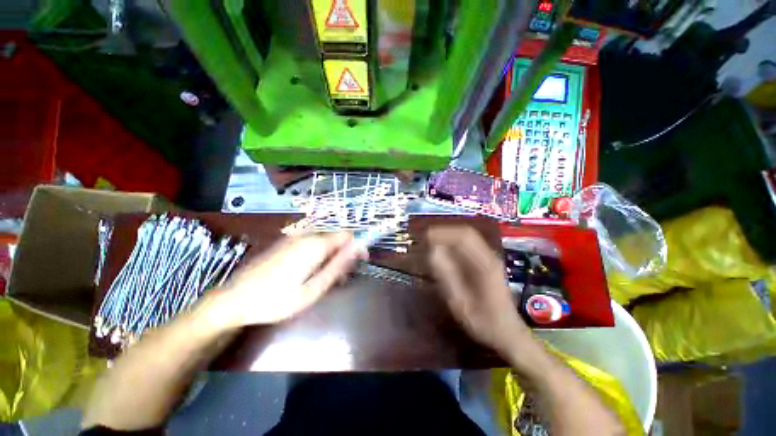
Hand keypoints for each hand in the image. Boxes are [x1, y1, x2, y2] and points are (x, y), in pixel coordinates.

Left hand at [206, 233, 365, 329]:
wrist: (233, 299)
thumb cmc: (277, 299)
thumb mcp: (313, 289)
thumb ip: (338, 266)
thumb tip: (357, 249)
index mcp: (315, 244)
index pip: (347, 235)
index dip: (358, 246)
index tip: (361, 262)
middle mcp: (306, 235)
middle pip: (336, 238)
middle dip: (344, 254)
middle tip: (342, 278)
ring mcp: (294, 238)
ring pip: (324, 241)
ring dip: (332, 256)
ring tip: (326, 280)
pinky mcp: (286, 243)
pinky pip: (311, 244)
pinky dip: (319, 255)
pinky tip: (311, 273)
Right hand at [427, 226, 530, 355]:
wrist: (509, 334)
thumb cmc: (484, 323)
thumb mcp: (461, 303)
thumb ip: (447, 277)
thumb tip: (432, 252)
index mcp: (485, 265)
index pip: (464, 237)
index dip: (443, 233)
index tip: (425, 238)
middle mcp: (489, 257)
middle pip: (466, 233)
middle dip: (444, 232)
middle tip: (425, 239)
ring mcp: (489, 259)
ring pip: (467, 238)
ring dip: (448, 237)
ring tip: (431, 243)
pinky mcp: (486, 263)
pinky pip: (468, 246)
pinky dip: (453, 244)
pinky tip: (443, 252)